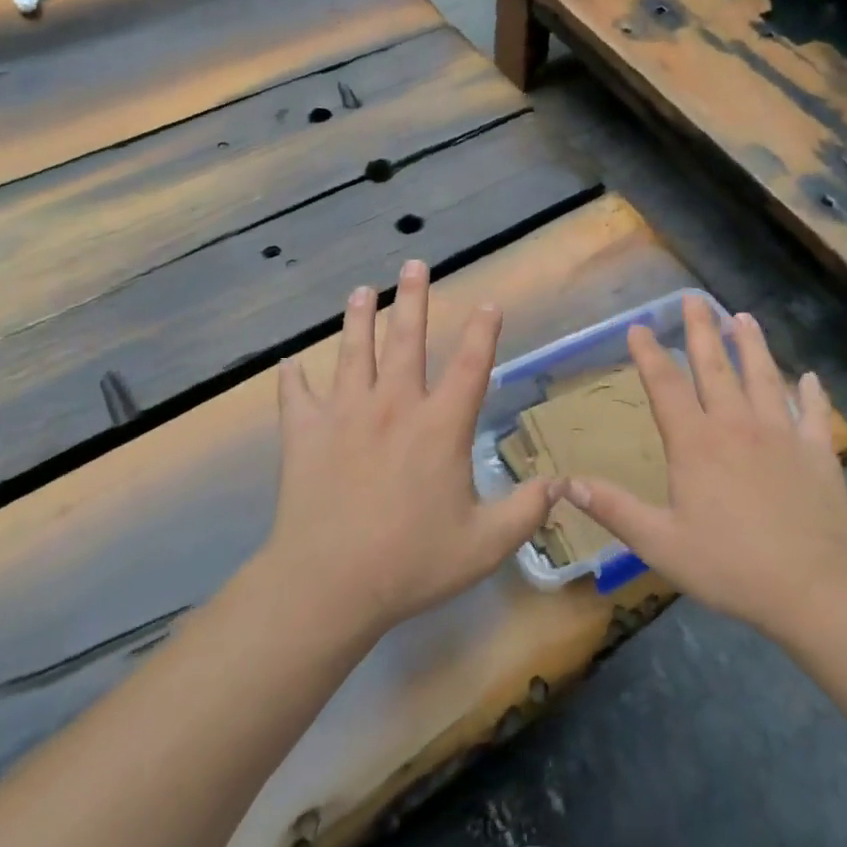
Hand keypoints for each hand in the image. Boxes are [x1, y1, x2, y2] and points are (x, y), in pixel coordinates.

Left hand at [269, 260, 556, 635]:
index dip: (483, 331)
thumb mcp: (485, 545)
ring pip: (353, 353)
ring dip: (358, 319)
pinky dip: (293, 379)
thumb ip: (525, 511)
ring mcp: (345, 414)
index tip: (488, 303)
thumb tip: (557, 484)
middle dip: (413, 299)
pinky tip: (288, 364)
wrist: (329, 582)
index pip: (471, 365)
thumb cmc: (412, 562)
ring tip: (360, 291)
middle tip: (413, 264)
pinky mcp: (305, 433)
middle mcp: (394, 406)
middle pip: (406, 340)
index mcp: (440, 426)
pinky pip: (296, 396)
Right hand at [560, 298, 846, 635]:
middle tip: (694, 298)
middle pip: (715, 368)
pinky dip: (811, 393)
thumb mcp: (660, 543)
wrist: (812, 586)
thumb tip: (565, 483)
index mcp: (696, 443)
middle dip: (701, 330)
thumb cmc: (729, 565)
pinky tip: (809, 377)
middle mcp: (737, 426)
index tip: (639, 326)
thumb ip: (614, 509)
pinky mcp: (817, 452)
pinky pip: (813, 414)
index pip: (666, 387)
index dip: (650, 355)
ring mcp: (781, 434)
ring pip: (763, 377)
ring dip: (752, 345)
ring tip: (743, 317)